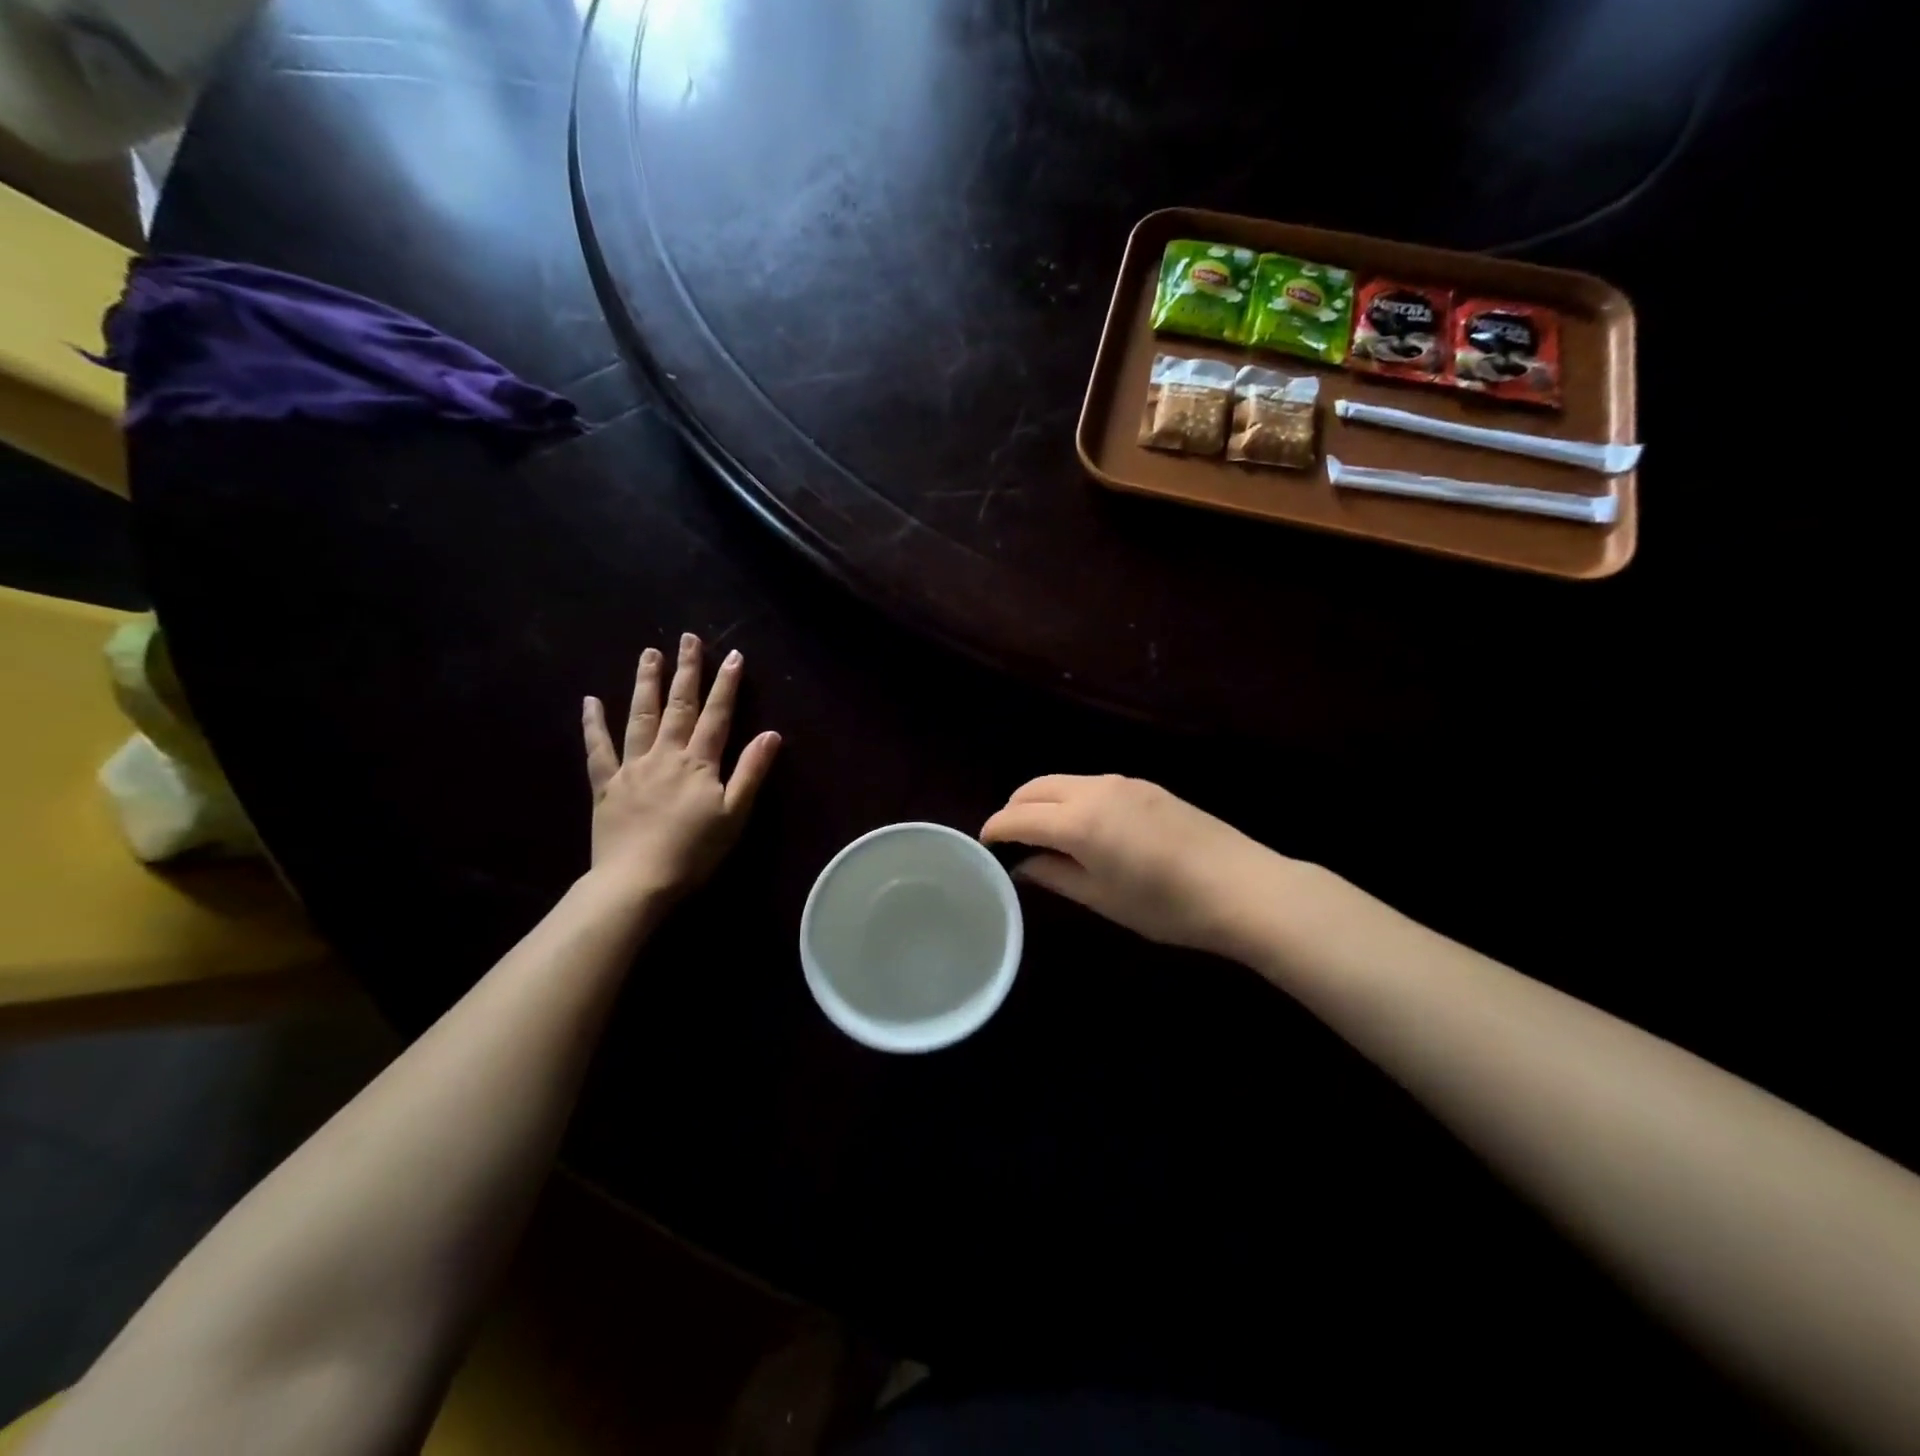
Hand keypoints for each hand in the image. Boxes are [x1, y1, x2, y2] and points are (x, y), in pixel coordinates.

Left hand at [582, 633, 780, 903]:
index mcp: (699, 762)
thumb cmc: (694, 851)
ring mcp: (632, 767)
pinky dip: (593, 724)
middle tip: (687, 638)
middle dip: (686, 671)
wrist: (637, 881)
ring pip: (640, 716)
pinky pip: (598, 748)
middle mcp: (665, 754)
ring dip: (646, 683)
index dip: (727, 684)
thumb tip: (771, 734)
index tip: (733, 655)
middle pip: (678, 705)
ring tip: (649, 653)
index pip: (717, 715)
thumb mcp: (735, 814)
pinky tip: (590, 701)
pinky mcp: (606, 784)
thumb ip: (751, 771)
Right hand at [980, 775, 1283, 956]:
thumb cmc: (1166, 905)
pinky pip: (1090, 785)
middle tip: (1009, 839)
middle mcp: (1094, 790)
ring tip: (1044, 834)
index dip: (994, 829)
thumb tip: (1024, 867)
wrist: (1242, 886)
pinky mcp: (1145, 786)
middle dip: (1014, 808)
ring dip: (1043, 801)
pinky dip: (1071, 799)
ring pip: (1063, 781)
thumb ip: (1055, 876)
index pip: (1018, 816)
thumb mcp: (1102, 899)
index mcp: (1078, 821)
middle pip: (1035, 787)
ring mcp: (1123, 783)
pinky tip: (1084, 827)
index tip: (983, 845)